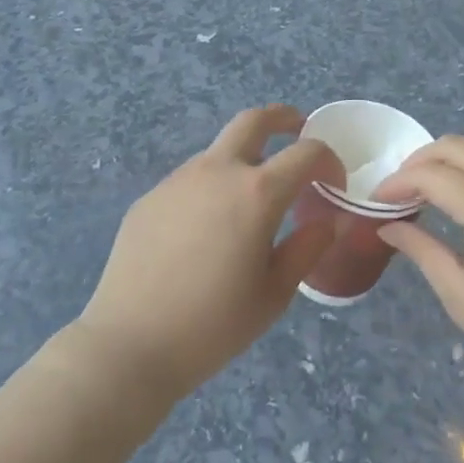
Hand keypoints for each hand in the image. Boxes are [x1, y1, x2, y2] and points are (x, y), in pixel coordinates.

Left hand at [74, 106, 344, 400]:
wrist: (129, 345)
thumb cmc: (213, 325)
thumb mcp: (275, 294)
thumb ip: (307, 248)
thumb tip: (329, 220)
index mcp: (257, 193)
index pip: (306, 153)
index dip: (329, 162)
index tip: (333, 184)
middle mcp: (217, 171)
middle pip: (253, 121)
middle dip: (282, 118)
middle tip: (297, 128)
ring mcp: (178, 180)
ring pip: (218, 152)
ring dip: (243, 160)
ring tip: (249, 202)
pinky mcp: (150, 198)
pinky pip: (189, 180)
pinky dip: (210, 188)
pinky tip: (204, 231)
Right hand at [375, 136, 463, 409]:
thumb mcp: (462, 296)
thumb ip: (423, 251)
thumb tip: (389, 228)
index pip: (432, 175)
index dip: (398, 182)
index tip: (376, 201)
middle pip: (459, 146)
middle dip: (421, 160)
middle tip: (399, 189)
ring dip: (452, 157)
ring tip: (428, 188)